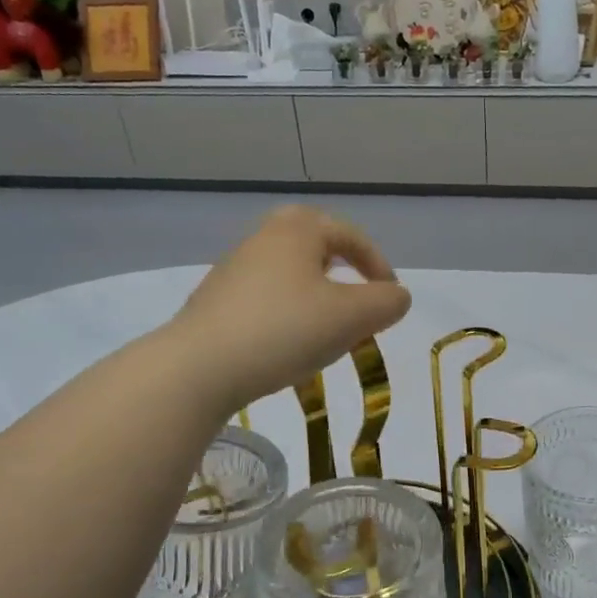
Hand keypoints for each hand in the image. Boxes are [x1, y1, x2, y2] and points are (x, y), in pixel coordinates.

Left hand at [171, 207, 411, 408]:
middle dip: (341, 268)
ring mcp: (234, 270)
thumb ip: (387, 302)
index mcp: (297, 230)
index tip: (390, 298)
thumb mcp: (352, 317)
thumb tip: (396, 296)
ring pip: (289, 273)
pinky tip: (289, 346)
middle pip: (313, 244)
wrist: (199, 367)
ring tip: (327, 329)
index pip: (350, 235)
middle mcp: (263, 239)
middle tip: (355, 297)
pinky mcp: (216, 302)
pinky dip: (288, 314)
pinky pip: (266, 298)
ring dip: (315, 295)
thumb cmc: (285, 330)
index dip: (378, 264)